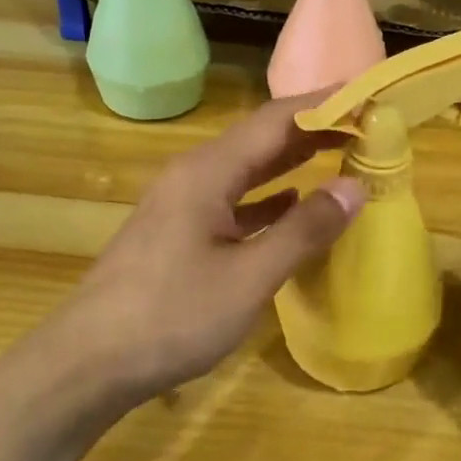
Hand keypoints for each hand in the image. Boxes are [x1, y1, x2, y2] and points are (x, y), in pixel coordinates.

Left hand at [49, 94, 366, 401]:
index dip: (324, 104)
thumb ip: (303, 230)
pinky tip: (290, 206)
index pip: (275, 120)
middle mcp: (193, 177)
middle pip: (260, 139)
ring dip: (291, 162)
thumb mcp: (249, 277)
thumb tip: (353, 187)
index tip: (369, 97)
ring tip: (338, 155)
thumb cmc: (172, 316)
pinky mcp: (178, 234)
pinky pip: (232, 202)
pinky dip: (267, 199)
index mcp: (208, 173)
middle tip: (366, 127)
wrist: (90, 362)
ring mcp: (181, 206)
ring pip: (245, 171)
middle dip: (312, 130)